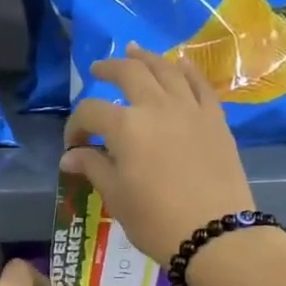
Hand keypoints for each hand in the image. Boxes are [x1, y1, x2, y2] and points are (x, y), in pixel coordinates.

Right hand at [60, 44, 256, 265]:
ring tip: (133, 51)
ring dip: (146, 58)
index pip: (90, 112)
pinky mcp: (215, 118)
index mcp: (126, 126)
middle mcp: (157, 106)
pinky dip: (186, 70)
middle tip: (97, 70)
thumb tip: (69, 157)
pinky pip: (200, 83)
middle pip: (129, 73)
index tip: (73, 145)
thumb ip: (93, 167)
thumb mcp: (117, 196)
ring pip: (166, 69)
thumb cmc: (156, 219)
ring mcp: (190, 108)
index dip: (75, 126)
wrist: (216, 234)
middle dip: (109, 69)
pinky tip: (179, 64)